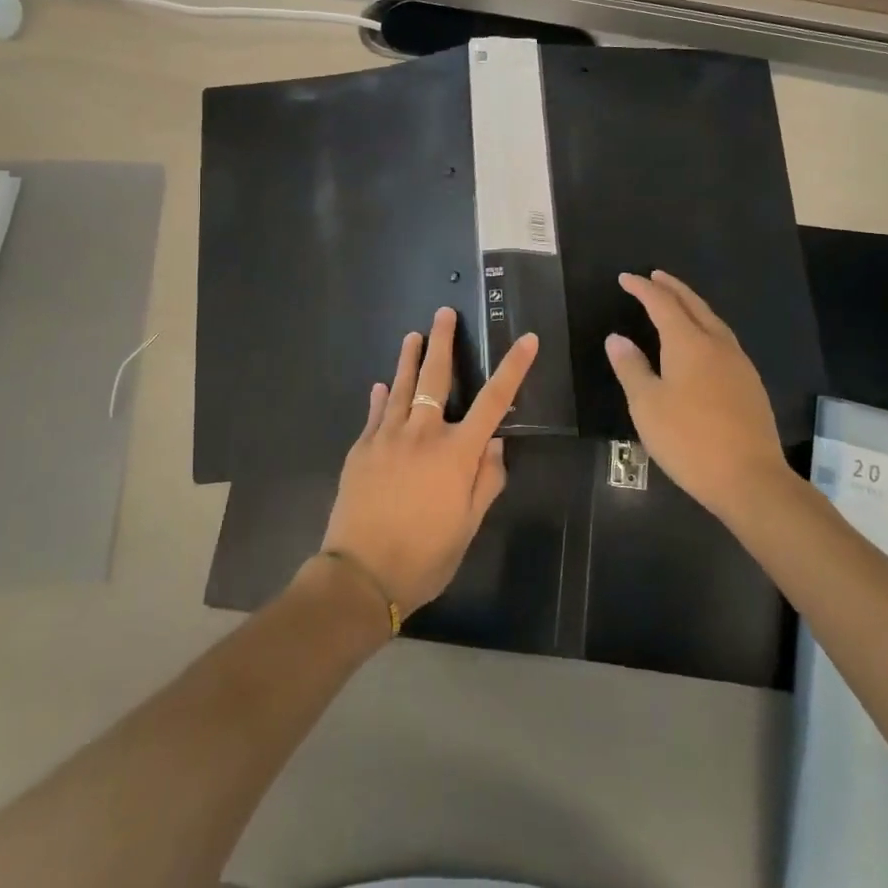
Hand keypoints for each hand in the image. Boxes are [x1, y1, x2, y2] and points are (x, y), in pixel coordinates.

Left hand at [321, 306, 538, 616]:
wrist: (360, 575)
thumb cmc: (424, 556)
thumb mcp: (467, 525)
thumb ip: (486, 480)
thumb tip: (496, 443)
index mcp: (456, 453)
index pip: (493, 401)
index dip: (513, 368)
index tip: (526, 340)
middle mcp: (422, 434)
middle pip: (436, 377)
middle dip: (442, 342)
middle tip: (443, 312)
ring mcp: (387, 437)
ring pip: (400, 386)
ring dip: (408, 358)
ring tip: (412, 334)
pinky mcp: (361, 449)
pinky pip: (375, 414)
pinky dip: (380, 397)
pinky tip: (381, 386)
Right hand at [605, 271, 790, 519]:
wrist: (751, 479)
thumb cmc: (689, 440)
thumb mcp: (647, 405)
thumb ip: (631, 368)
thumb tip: (617, 338)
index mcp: (688, 343)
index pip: (662, 303)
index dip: (642, 289)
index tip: (625, 278)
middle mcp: (717, 344)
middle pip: (693, 305)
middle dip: (672, 288)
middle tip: (655, 277)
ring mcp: (739, 364)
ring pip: (713, 321)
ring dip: (693, 305)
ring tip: (678, 303)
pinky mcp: (750, 384)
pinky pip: (724, 340)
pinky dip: (706, 326)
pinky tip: (703, 342)